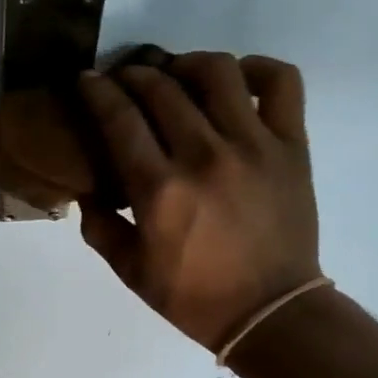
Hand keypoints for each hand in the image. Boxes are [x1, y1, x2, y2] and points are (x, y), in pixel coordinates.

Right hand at [76, 53, 320, 349]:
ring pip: (217, 72)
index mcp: (160, 190)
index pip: (120, 118)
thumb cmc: (194, 298)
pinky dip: (257, 69)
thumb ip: (101, 227)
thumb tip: (88, 191)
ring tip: (178, 76)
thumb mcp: (131, 272)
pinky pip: (280, 82)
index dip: (96, 91)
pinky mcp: (291, 145)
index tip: (86, 80)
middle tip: (125, 81)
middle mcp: (204, 155)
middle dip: (133, 75)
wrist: (268, 312)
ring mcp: (253, 144)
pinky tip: (237, 81)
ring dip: (187, 64)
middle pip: (161, 88)